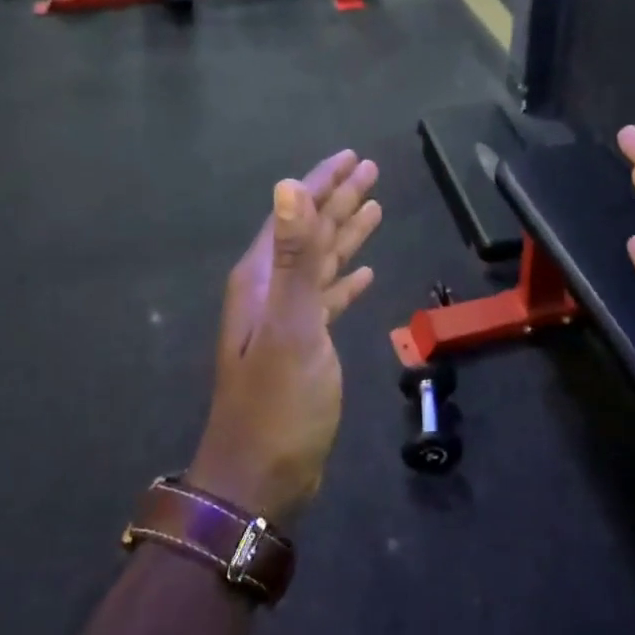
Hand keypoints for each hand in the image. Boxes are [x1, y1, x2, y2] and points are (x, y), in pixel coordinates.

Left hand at [188, 151, 382, 522]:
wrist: (260, 478)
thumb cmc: (277, 403)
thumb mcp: (290, 326)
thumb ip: (294, 257)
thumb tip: (289, 187)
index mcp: (263, 278)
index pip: (296, 213)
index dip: (323, 182)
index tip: (352, 156)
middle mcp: (271, 290)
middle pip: (310, 232)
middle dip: (339, 199)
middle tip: (370, 170)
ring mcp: (286, 320)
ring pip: (321, 263)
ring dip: (345, 234)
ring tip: (374, 208)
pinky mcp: (303, 346)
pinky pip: (327, 299)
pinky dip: (345, 282)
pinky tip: (364, 274)